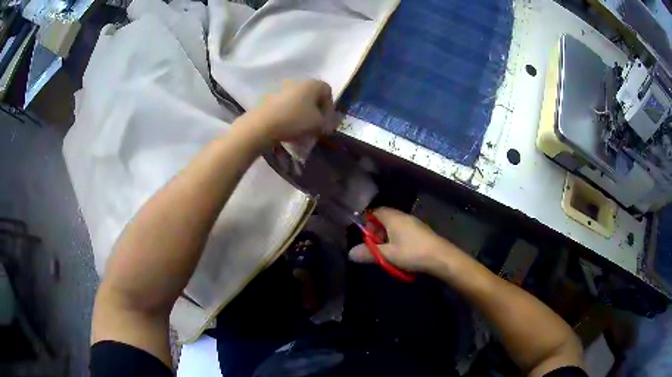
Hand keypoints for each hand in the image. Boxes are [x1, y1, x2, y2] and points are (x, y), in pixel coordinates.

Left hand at [246, 79, 337, 141]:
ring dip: (302, 113)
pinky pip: (285, 105)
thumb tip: (328, 125)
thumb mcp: (318, 124)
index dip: (330, 107)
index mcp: (312, 83)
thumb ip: (327, 123)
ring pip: (298, 101)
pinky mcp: (269, 97)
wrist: (262, 124)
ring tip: (301, 129)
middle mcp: (297, 81)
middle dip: (315, 111)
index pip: (327, 91)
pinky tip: (287, 127)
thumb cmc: (295, 120)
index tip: (326, 122)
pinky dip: (289, 114)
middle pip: (312, 95)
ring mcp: (281, 88)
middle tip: (315, 126)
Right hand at [349, 207, 458, 273]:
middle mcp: (403, 216)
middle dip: (377, 231)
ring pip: (395, 225)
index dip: (367, 222)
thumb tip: (350, 253)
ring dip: (387, 237)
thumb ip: (369, 253)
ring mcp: (414, 223)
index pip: (375, 211)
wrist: (441, 257)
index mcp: (393, 218)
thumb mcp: (388, 255)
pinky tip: (400, 252)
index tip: (365, 236)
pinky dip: (398, 239)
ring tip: (386, 252)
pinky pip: (404, 230)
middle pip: (384, 218)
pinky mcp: (421, 231)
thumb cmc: (412, 253)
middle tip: (374, 246)